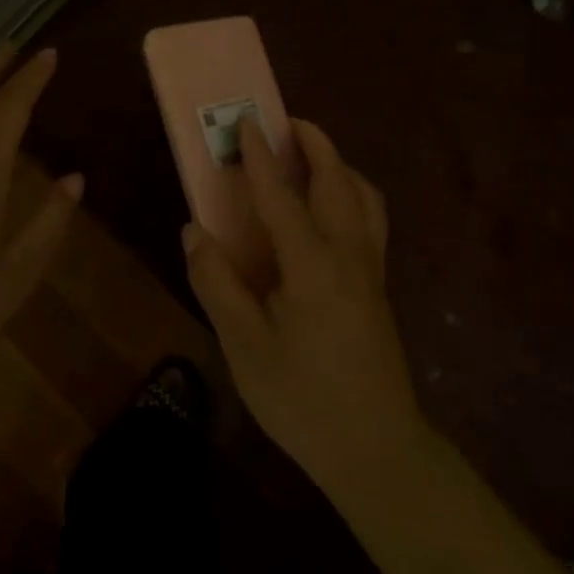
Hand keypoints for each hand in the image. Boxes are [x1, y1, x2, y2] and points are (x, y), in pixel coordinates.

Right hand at [185, 118, 426, 493]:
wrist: (376, 451)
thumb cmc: (302, 399)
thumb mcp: (244, 346)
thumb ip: (217, 283)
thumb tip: (194, 231)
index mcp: (313, 265)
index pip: (282, 195)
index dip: (261, 157)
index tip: (246, 122)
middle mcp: (349, 255)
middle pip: (338, 182)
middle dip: (316, 144)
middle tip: (288, 122)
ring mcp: (371, 271)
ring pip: (364, 198)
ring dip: (339, 167)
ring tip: (313, 158)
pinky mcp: (379, 288)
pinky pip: (371, 221)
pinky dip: (353, 194)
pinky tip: (332, 212)